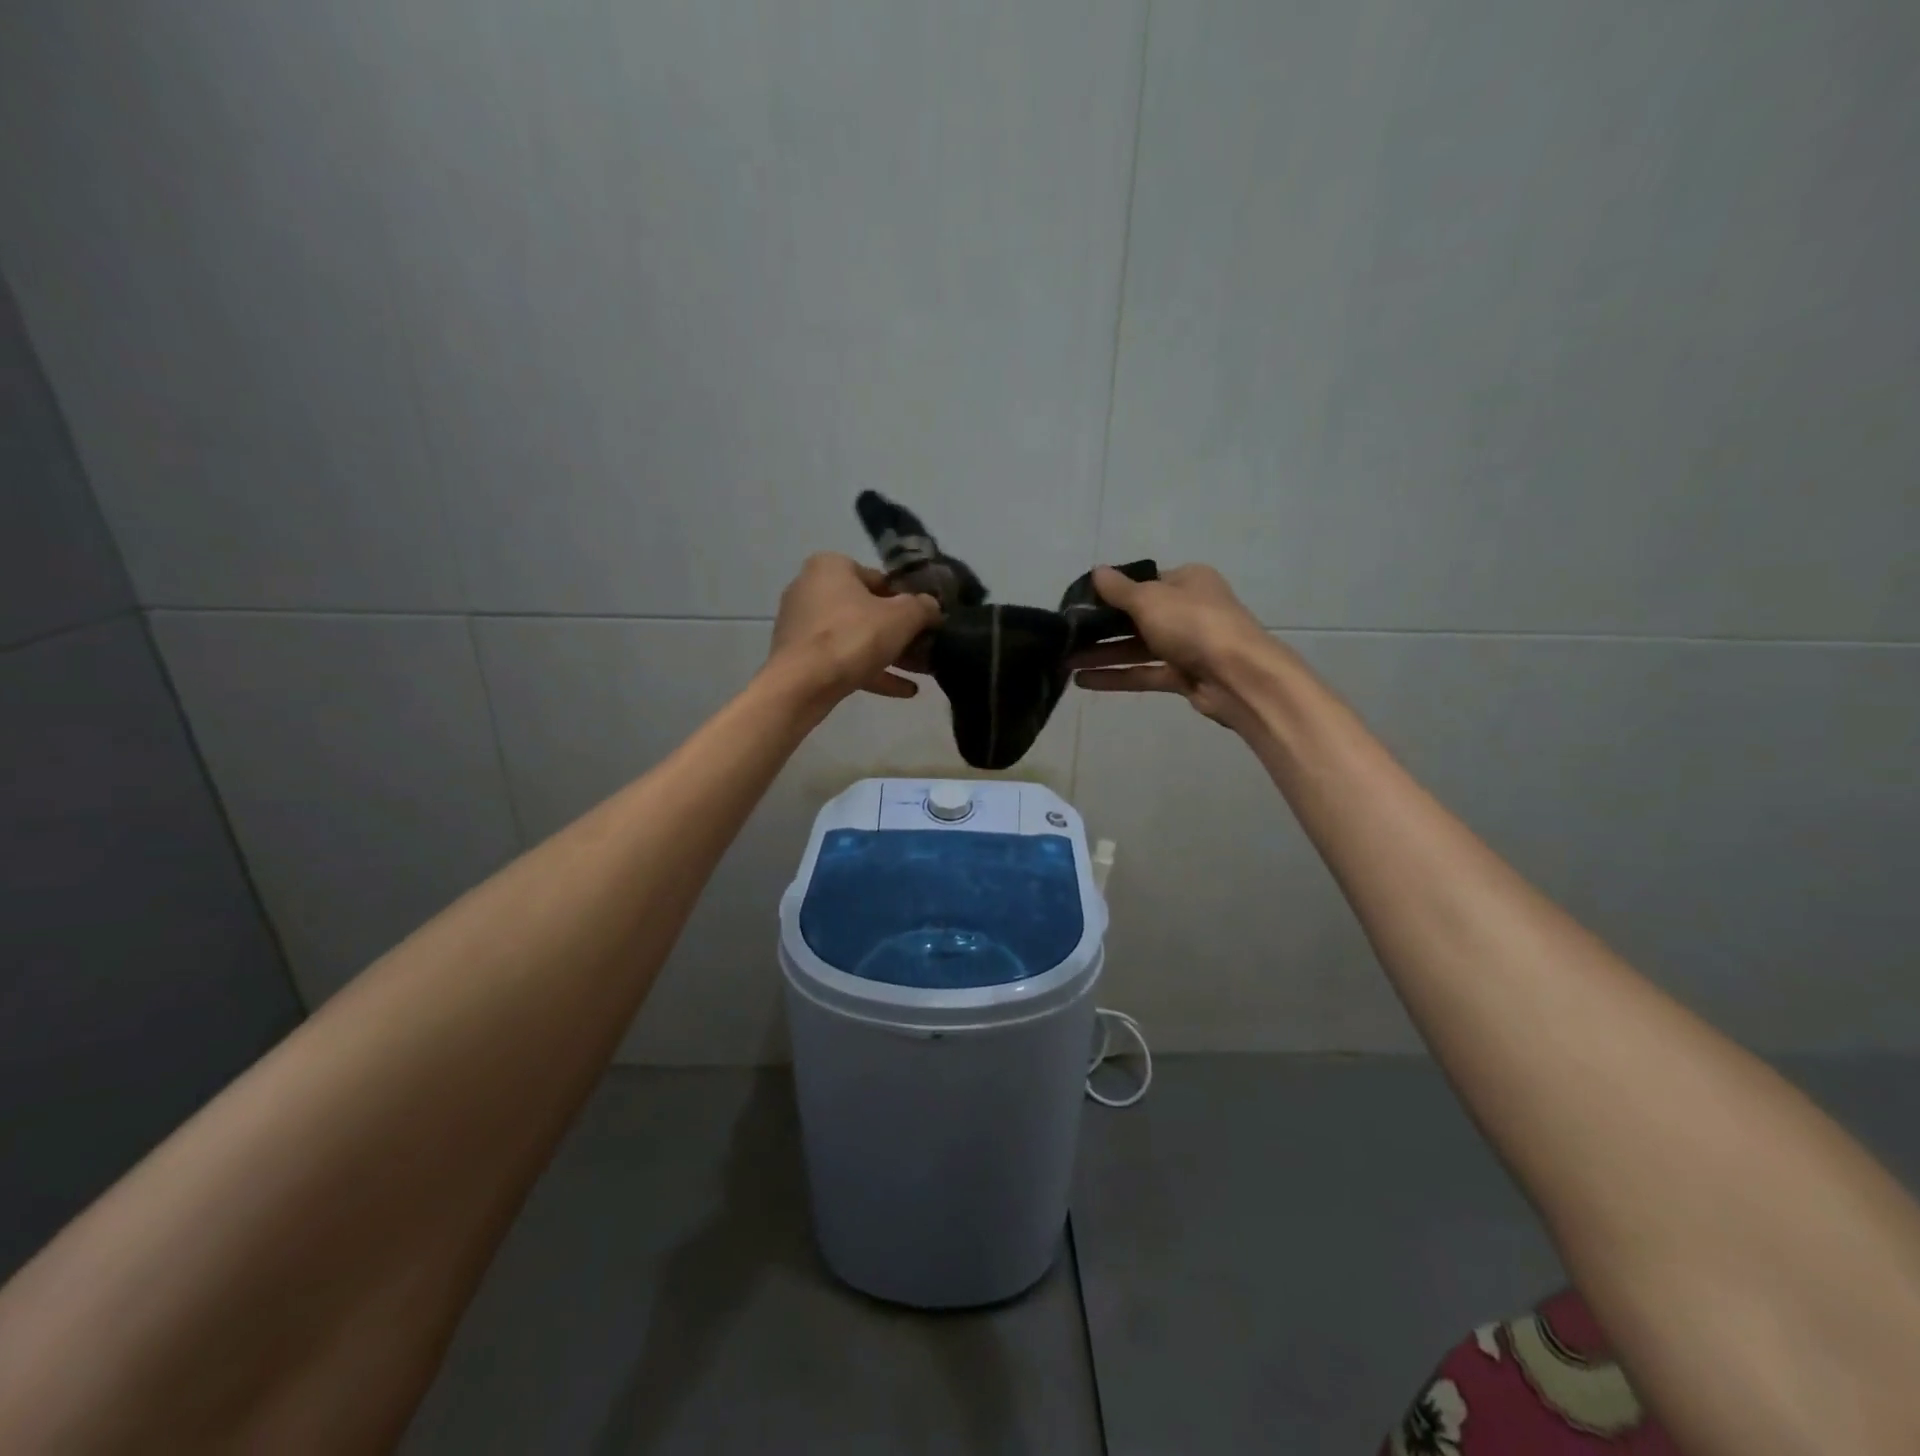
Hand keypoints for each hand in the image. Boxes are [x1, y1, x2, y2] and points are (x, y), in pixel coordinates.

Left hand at [768, 553, 941, 704]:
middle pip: (866, 609)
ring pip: (855, 637)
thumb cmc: (853, 637)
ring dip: (888, 654)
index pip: (879, 579)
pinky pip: (841, 659)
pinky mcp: (799, 657)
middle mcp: (810, 589)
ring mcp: (802, 625)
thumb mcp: (901, 618)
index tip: (926, 620)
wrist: (802, 685)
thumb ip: (922, 608)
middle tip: (925, 647)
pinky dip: (870, 671)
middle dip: (898, 631)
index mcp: (830, 567)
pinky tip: (904, 690)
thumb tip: (932, 607)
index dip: (907, 600)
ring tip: (920, 671)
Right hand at [1069, 563, 1280, 729]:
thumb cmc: (1193, 625)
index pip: (1143, 583)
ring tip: (1066, 662)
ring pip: (1137, 648)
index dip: (1110, 593)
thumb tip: (1096, 572)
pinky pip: (1144, 673)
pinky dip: (1116, 676)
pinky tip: (1083, 681)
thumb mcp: (1150, 599)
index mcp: (1187, 581)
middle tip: (1065, 636)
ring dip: (1103, 654)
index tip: (1078, 604)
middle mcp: (1188, 609)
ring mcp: (1187, 645)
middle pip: (1137, 617)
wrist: (1238, 676)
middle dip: (1101, 628)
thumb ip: (1119, 590)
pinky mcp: (1184, 676)